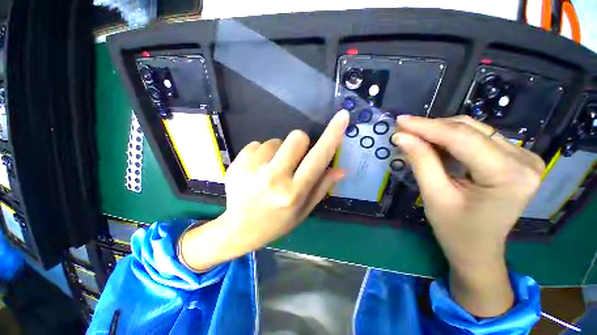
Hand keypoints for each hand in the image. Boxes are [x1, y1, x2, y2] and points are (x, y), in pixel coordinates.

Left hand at [179, 110, 348, 270]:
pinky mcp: (237, 162)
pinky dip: (260, 154)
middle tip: (293, 159)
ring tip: (270, 170)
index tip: (342, 116)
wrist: (238, 229)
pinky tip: (256, 171)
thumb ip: (322, 187)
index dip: (332, 135)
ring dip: (278, 152)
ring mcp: (253, 168)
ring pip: (275, 140)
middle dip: (300, 144)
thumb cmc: (276, 222)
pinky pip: (257, 144)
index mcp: (294, 192)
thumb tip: (341, 169)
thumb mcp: (303, 210)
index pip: (318, 157)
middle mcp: (274, 177)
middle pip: (297, 137)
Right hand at [392, 115, 544, 316]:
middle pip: (470, 130)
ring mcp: (524, 157)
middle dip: (431, 128)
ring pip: (473, 130)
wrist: (478, 249)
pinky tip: (433, 145)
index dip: (427, 126)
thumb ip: (421, 161)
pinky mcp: (516, 158)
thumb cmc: (455, 230)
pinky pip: (478, 138)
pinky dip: (451, 139)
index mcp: (509, 176)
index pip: (463, 138)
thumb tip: (401, 137)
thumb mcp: (434, 196)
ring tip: (414, 139)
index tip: (400, 121)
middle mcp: (524, 161)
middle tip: (403, 132)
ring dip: (439, 133)